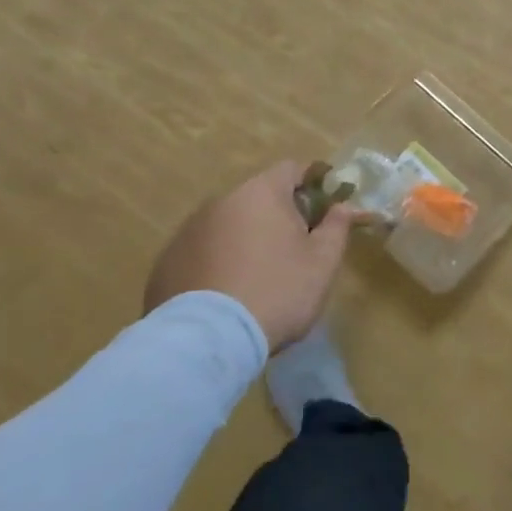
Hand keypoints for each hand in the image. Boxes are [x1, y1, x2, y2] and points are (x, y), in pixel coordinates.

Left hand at [143, 161, 352, 351]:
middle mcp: (221, 200)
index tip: (324, 208)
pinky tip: (225, 296)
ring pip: (228, 225)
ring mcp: (189, 230)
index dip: (313, 183)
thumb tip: (345, 207)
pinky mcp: (166, 262)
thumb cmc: (276, 292)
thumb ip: (337, 227)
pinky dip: (216, 263)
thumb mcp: (322, 263)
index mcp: (262, 192)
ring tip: (257, 279)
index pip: (292, 169)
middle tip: (294, 250)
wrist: (206, 341)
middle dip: (278, 216)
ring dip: (245, 239)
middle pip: (258, 197)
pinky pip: (202, 252)